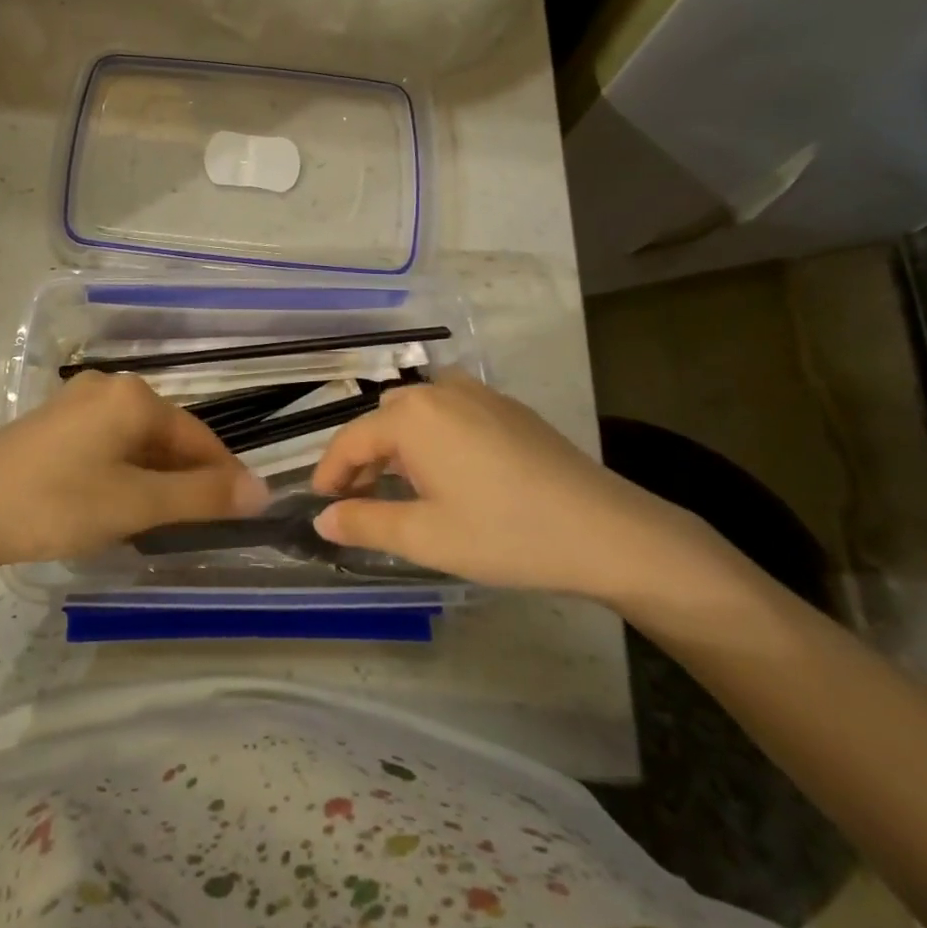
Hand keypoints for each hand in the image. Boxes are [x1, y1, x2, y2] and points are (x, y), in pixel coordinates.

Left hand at [0, 372, 269, 573]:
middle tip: (195, 526)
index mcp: (134, 396)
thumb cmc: (58, 504)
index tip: (243, 512)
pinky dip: (123, 472)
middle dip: (186, 479)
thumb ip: (202, 497)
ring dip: (155, 478)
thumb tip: (261, 491)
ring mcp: (76, 401)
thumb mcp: (137, 505)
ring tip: (157, 522)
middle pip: (167, 436)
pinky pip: (107, 443)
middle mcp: (108, 386)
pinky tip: (114, 503)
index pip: (200, 437)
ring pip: (136, 441)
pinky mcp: (52, 422)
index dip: (224, 476)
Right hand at [310, 372, 731, 608]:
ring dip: (398, 444)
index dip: (330, 472)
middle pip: (382, 420)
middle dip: (364, 458)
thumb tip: (323, 519)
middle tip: (361, 500)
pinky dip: (432, 435)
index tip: (321, 503)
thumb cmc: (505, 533)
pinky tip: (449, 472)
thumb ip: (365, 523)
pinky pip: (450, 411)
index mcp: (411, 416)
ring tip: (403, 487)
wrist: (606, 530)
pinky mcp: (507, 407)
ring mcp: (478, 393)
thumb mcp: (425, 536)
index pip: (350, 440)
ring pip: (416, 411)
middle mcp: (439, 391)